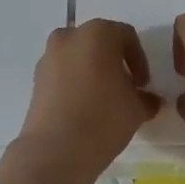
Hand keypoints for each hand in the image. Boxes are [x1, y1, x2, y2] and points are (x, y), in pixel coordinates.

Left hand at [1, 20, 159, 183]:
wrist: (55, 150)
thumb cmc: (103, 119)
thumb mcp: (136, 109)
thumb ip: (146, 98)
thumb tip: (149, 99)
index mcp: (98, 33)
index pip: (127, 37)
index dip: (139, 60)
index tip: (143, 85)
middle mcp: (70, 36)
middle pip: (99, 42)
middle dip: (114, 62)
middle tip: (124, 88)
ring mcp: (48, 56)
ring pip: (77, 56)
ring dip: (92, 70)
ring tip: (102, 99)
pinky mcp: (35, 78)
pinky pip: (61, 73)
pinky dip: (73, 82)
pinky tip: (83, 108)